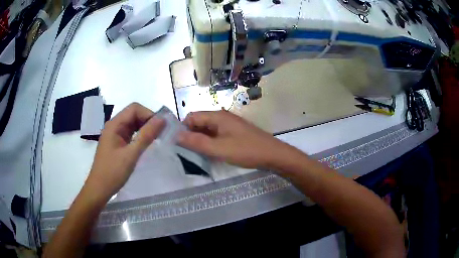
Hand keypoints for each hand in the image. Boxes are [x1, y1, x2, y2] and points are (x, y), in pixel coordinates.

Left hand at [86, 103, 164, 199]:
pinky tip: (146, 144)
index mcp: (114, 124)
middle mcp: (114, 125)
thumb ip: (146, 135)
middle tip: (161, 134)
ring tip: (156, 139)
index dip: (149, 114)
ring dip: (145, 128)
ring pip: (133, 124)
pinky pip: (130, 133)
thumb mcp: (131, 154)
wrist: (99, 189)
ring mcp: (115, 134)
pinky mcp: (117, 142)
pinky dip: (140, 135)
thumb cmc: (113, 172)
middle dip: (148, 121)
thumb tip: (162, 119)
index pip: (134, 109)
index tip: (161, 128)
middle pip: (134, 114)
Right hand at [177, 110, 291, 168]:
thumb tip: (176, 135)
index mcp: (217, 116)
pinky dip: (210, 143)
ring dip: (200, 140)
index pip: (192, 116)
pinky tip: (210, 154)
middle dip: (191, 135)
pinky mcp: (234, 133)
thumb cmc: (246, 150)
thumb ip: (197, 142)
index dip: (183, 128)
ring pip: (208, 130)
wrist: (273, 155)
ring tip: (195, 155)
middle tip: (185, 152)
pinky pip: (216, 135)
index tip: (178, 144)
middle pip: (199, 122)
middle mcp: (222, 117)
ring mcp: (229, 125)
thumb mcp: (219, 148)